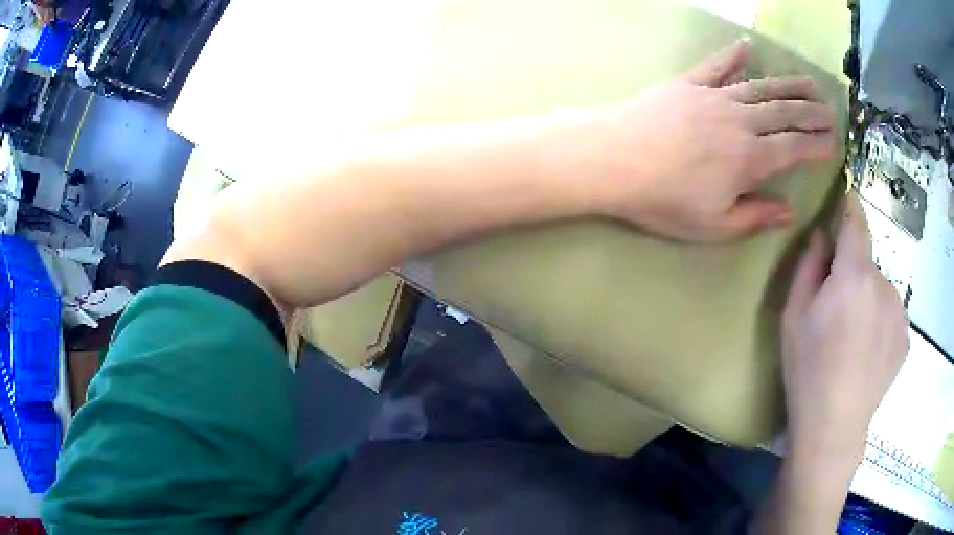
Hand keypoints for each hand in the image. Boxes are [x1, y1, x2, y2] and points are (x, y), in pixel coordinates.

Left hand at [590, 41, 836, 240]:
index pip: (794, 148)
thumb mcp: (713, 225)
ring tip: (809, 81)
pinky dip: (732, 56)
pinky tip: (746, 47)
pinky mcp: (688, 83)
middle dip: (811, 110)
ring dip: (787, 84)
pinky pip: (716, 66)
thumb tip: (790, 211)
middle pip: (784, 113)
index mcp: (750, 159)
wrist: (613, 160)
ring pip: (760, 87)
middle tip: (831, 107)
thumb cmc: (663, 199)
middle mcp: (739, 122)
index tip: (834, 140)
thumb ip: (755, 217)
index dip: (816, 144)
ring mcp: (713, 97)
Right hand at [781, 195, 908, 459]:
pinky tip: (867, 356)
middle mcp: (884, 284)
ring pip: (881, 291)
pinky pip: (892, 316)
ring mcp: (899, 312)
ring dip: (869, 301)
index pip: (856, 222)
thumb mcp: (793, 316)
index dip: (850, 207)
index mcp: (854, 274)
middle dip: (853, 275)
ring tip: (853, 340)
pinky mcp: (905, 338)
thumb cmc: (807, 370)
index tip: (847, 199)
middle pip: (868, 264)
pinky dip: (881, 324)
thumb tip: (823, 237)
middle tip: (837, 313)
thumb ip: (808, 267)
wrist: (834, 427)